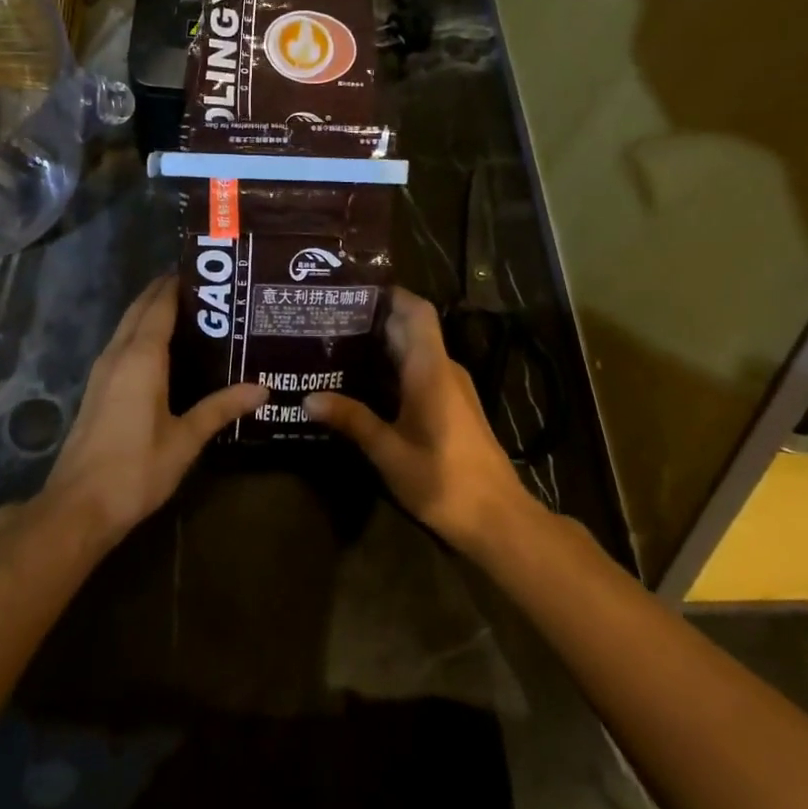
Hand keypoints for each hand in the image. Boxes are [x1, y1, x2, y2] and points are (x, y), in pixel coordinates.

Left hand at [42, 276, 266, 548]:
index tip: (205, 272)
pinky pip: (122, 344)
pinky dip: (142, 333)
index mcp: (141, 357)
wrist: (79, 506)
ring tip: (191, 312)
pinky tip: (164, 349)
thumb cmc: (136, 469)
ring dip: (151, 311)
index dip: (178, 284)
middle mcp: (118, 354)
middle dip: (165, 292)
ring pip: (127, 326)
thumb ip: (221, 409)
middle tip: (204, 288)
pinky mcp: (97, 388)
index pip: (160, 305)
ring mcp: (102, 370)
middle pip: (140, 309)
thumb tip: (261, 388)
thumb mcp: (185, 439)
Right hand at [306, 287, 530, 552]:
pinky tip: (361, 383)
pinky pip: (419, 372)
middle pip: (411, 329)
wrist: (499, 520)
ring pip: (414, 351)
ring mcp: (451, 388)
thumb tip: (308, 398)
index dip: (390, 294)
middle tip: (326, 318)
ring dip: (380, 345)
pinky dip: (391, 369)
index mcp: (431, 370)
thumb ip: (352, 420)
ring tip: (334, 346)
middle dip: (373, 319)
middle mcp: (443, 370)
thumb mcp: (389, 453)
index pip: (416, 312)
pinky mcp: (452, 407)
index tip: (352, 289)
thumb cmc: (444, 481)